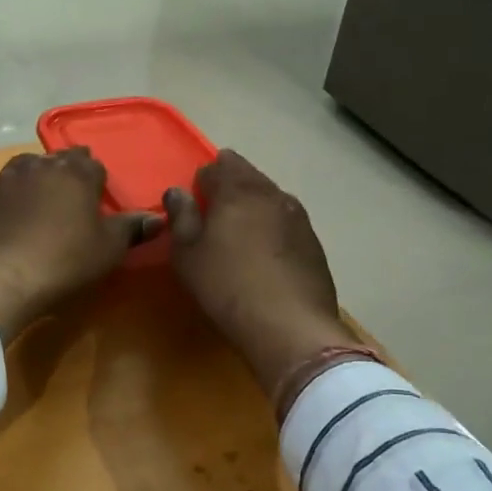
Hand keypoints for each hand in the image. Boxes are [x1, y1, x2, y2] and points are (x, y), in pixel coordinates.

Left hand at [0, 150, 159, 342]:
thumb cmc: (62, 261)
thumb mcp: (107, 250)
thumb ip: (131, 229)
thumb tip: (159, 217)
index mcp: (75, 173)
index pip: (92, 164)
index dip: (97, 180)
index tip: (97, 196)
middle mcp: (40, 166)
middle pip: (59, 160)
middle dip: (67, 172)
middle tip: (72, 197)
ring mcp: (5, 179)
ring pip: (27, 168)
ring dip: (37, 179)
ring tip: (41, 201)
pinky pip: (3, 190)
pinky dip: (11, 199)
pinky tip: (11, 219)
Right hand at [164, 151, 360, 395]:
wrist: (289, 326)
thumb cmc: (226, 285)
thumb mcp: (187, 254)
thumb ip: (181, 217)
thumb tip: (177, 192)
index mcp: (238, 190)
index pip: (219, 165)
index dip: (203, 180)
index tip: (195, 203)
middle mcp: (272, 194)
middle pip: (248, 176)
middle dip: (231, 188)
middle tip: (214, 217)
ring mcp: (299, 217)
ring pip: (270, 199)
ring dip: (254, 208)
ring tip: (240, 236)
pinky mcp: (314, 243)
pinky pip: (286, 223)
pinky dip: (273, 230)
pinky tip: (265, 257)